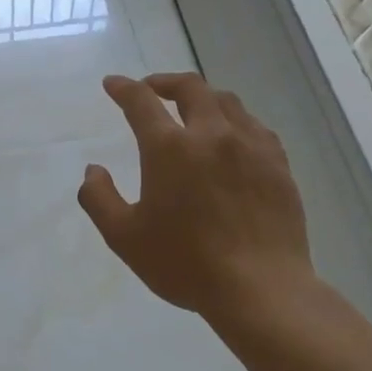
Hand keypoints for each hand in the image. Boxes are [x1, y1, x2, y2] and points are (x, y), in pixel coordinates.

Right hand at [78, 72, 316, 325]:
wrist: (260, 288)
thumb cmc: (185, 263)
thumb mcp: (124, 237)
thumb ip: (99, 198)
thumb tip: (93, 170)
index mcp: (170, 149)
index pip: (141, 102)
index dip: (123, 89)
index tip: (113, 84)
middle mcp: (212, 135)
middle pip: (190, 88)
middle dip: (165, 82)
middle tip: (152, 89)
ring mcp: (251, 147)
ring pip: (227, 102)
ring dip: (202, 97)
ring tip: (191, 109)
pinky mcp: (278, 164)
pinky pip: (254, 126)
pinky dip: (234, 120)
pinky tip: (231, 137)